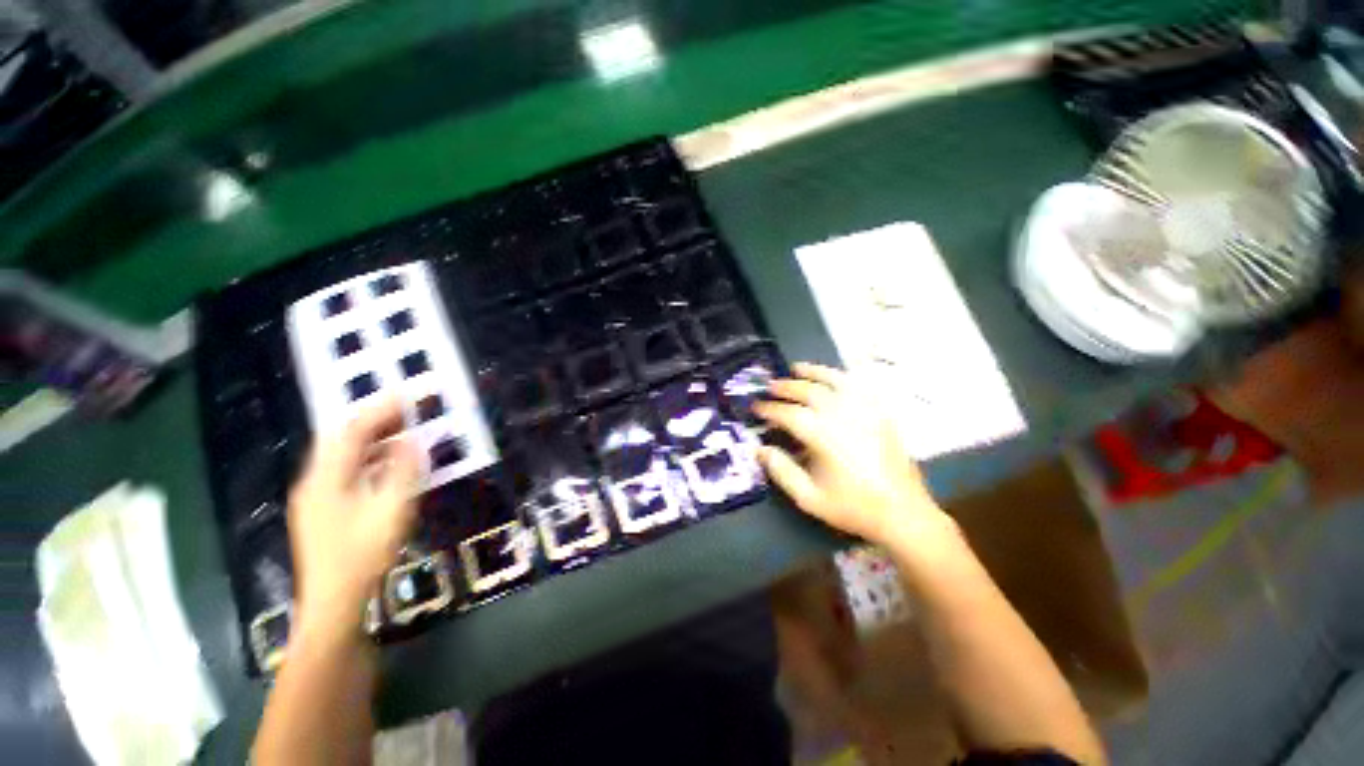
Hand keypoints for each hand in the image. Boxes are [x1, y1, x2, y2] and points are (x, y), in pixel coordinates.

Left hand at [287, 398, 420, 636]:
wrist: (334, 604)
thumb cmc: (364, 555)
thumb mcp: (391, 509)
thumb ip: (403, 470)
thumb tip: (413, 439)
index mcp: (326, 479)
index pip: (352, 431)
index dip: (380, 408)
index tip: (408, 393)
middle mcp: (314, 481)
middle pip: (341, 438)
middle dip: (375, 419)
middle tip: (408, 409)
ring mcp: (316, 497)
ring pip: (343, 455)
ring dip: (373, 438)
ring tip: (405, 430)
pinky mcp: (324, 510)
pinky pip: (347, 470)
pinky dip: (370, 458)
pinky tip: (390, 464)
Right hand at [754, 363, 942, 544]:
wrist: (903, 513)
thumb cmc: (853, 507)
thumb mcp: (809, 498)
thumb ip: (781, 471)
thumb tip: (760, 449)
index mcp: (823, 436)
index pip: (789, 413)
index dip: (769, 408)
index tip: (755, 406)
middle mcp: (843, 416)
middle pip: (809, 390)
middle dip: (786, 386)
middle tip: (770, 386)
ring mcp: (865, 411)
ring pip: (835, 380)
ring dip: (813, 371)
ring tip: (797, 367)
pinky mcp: (880, 413)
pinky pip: (858, 386)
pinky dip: (841, 377)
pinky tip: (832, 377)